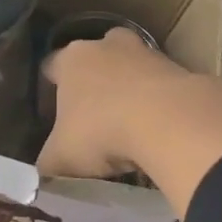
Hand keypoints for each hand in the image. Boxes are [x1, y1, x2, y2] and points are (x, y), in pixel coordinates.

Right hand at [37, 28, 221, 216]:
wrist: (169, 122)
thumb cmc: (101, 131)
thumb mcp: (61, 158)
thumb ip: (47, 164)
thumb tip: (39, 175)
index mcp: (71, 59)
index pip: (50, 66)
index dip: (49, 89)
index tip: (50, 111)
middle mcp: (107, 46)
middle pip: (95, 58)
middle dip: (92, 82)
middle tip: (90, 114)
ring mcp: (147, 53)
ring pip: (130, 69)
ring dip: (128, 91)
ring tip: (126, 126)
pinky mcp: (181, 69)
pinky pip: (160, 86)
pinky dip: (157, 104)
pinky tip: (155, 131)